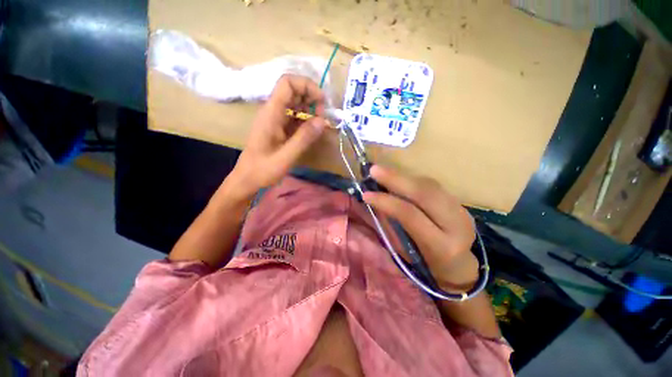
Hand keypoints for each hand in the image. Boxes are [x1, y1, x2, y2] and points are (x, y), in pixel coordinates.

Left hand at [228, 75, 327, 197]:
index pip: (287, 83)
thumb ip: (304, 138)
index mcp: (271, 113)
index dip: (307, 86)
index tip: (322, 102)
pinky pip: (294, 116)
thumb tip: (323, 121)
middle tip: (322, 117)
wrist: (248, 179)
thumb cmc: (263, 170)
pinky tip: (312, 131)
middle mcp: (272, 111)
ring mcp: (275, 119)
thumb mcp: (286, 156)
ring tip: (319, 125)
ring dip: (309, 110)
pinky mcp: (278, 127)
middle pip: (293, 91)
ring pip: (294, 103)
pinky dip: (305, 120)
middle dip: (311, 98)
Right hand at [362, 166, 477, 289]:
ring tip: (382, 172)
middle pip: (424, 193)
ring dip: (403, 177)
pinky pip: (433, 186)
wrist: (458, 268)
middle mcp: (457, 226)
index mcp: (441, 246)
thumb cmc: (424, 265)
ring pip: (429, 185)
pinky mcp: (460, 204)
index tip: (366, 194)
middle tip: (374, 171)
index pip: (410, 215)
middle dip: (396, 179)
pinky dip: (412, 180)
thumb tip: (372, 202)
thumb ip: (390, 224)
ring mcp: (462, 212)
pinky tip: (398, 178)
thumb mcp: (404, 251)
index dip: (386, 201)